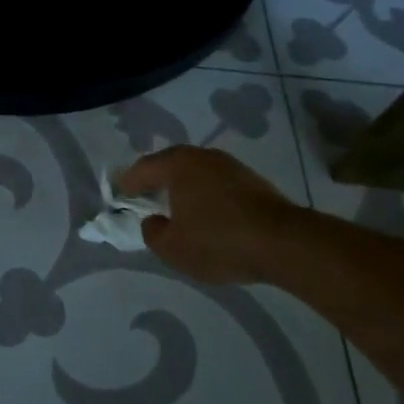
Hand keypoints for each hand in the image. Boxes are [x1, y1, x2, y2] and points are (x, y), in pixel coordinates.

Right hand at [117, 145, 287, 284]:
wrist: (283, 243)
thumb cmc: (218, 240)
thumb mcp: (172, 248)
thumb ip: (152, 232)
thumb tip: (153, 220)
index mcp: (178, 164)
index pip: (143, 168)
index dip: (128, 183)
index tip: (119, 194)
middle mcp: (203, 156)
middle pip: (171, 166)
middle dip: (156, 182)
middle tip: (144, 198)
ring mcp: (231, 166)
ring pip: (196, 174)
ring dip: (184, 189)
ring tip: (176, 209)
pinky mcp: (252, 181)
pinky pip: (217, 185)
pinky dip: (206, 196)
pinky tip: (207, 215)